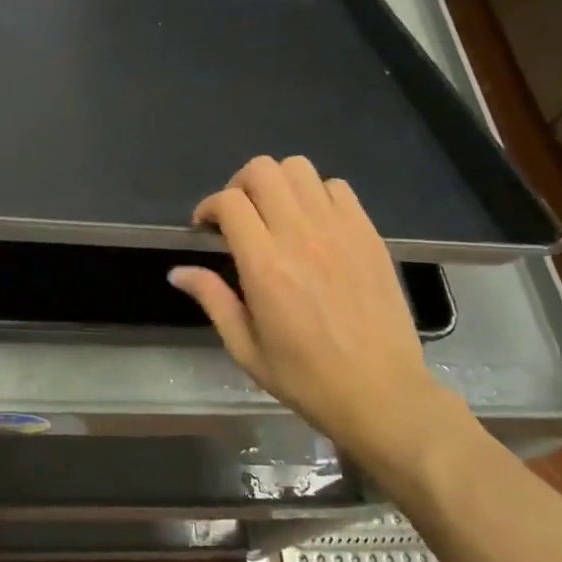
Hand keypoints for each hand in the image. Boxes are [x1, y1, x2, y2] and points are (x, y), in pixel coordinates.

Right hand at [169, 155, 463, 489]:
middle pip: (263, 170)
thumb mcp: (246, 348)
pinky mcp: (369, 234)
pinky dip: (317, 194)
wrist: (383, 394)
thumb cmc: (306, 378)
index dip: (209, 206)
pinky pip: (337, 187)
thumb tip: (178, 272)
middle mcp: (301, 236)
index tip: (206, 228)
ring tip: (276, 214)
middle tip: (239, 217)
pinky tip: (314, 224)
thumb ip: (213, 299)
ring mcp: (340, 230)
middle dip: (240, 185)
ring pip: (300, 168)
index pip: (229, 202)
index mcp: (265, 266)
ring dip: (278, 184)